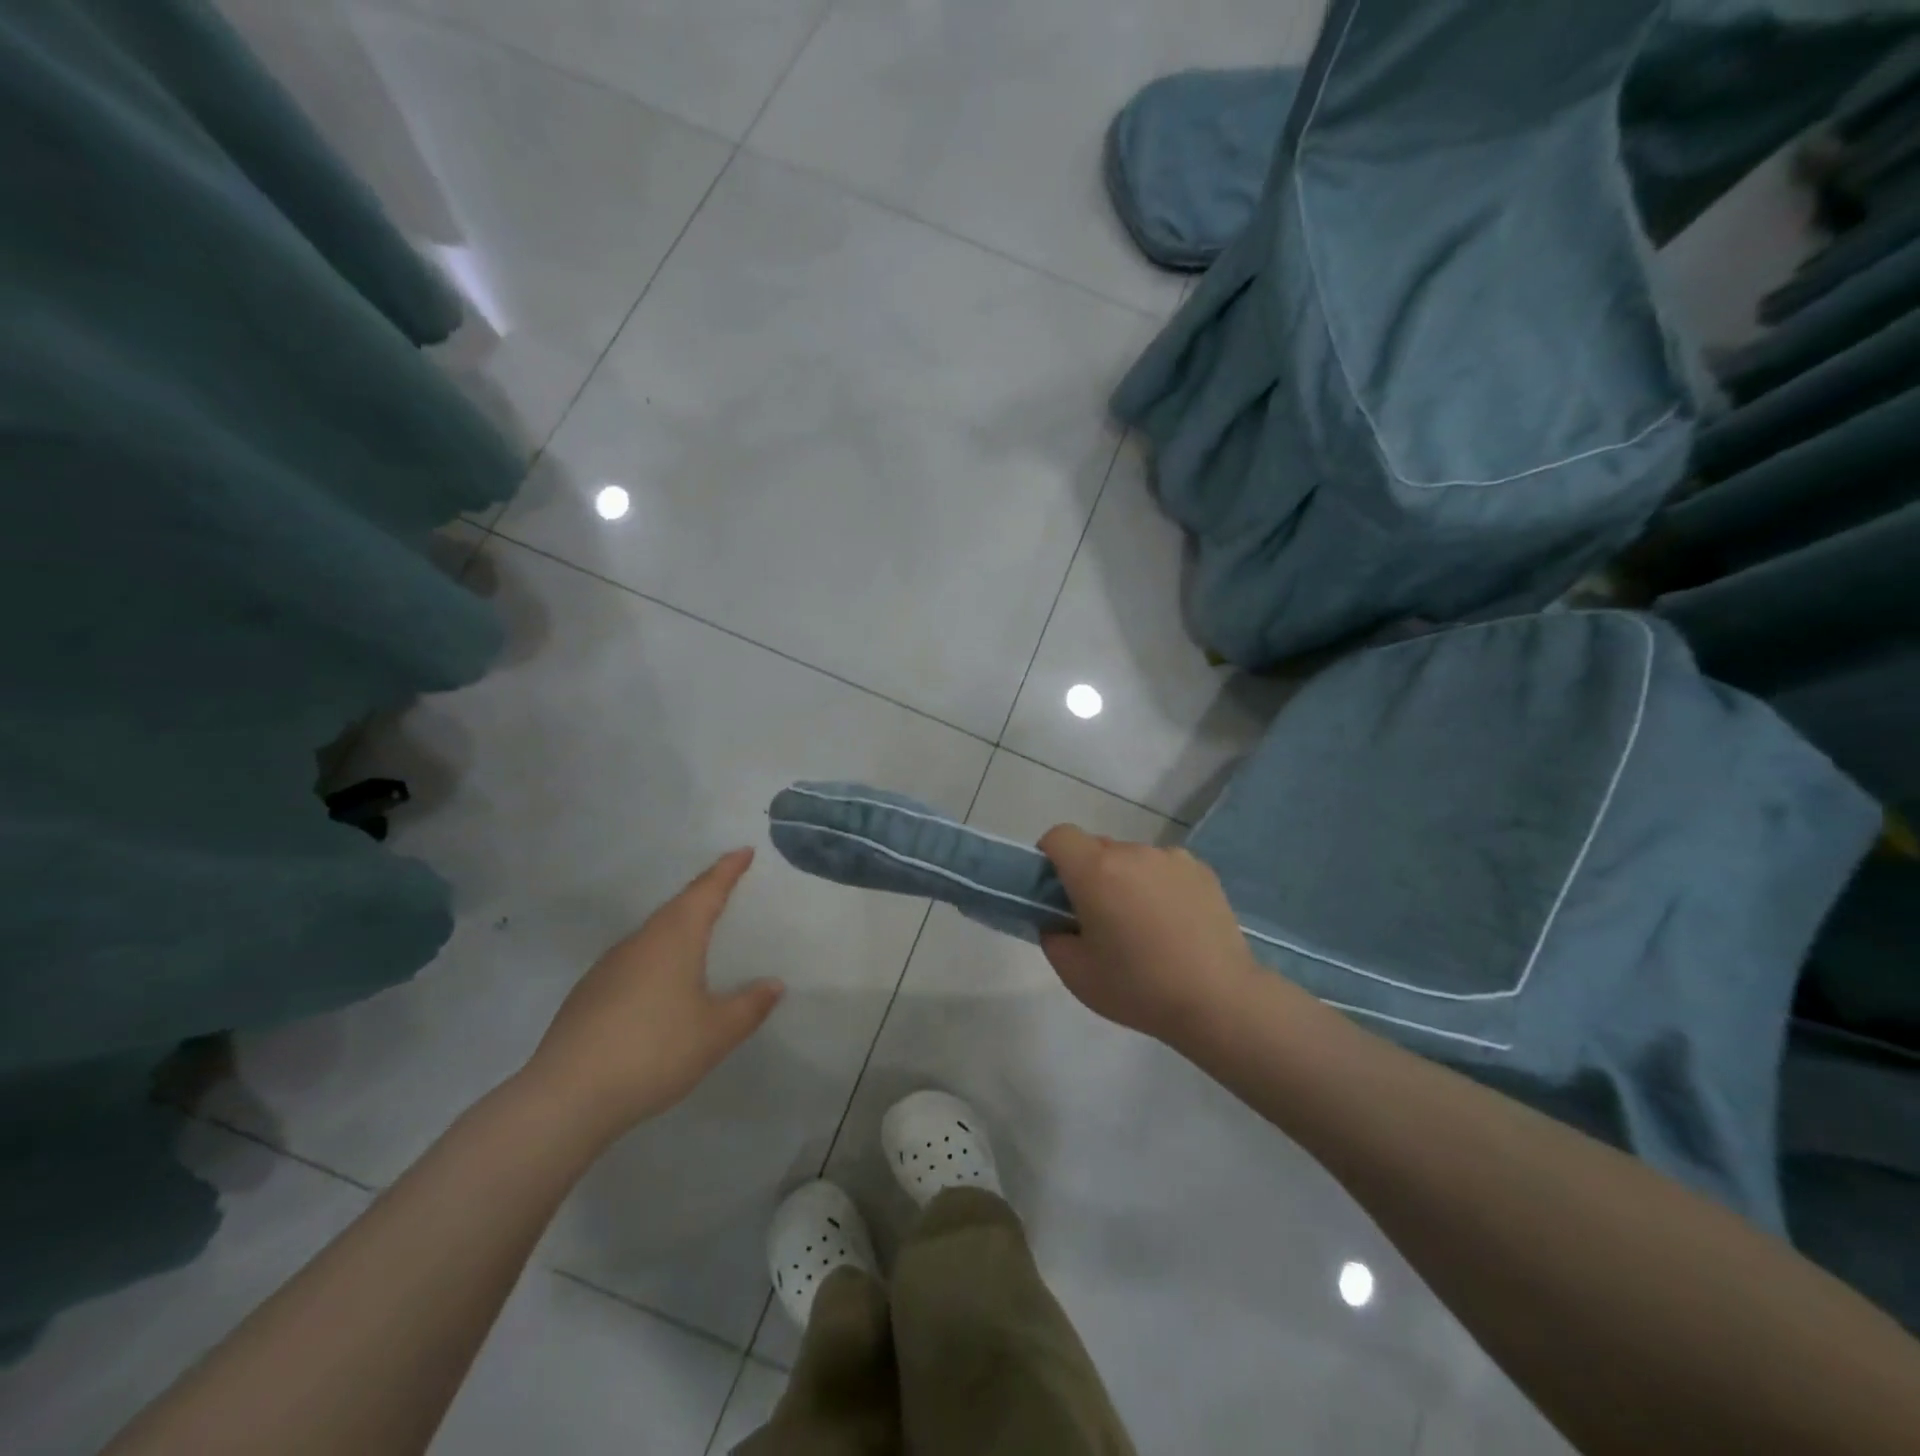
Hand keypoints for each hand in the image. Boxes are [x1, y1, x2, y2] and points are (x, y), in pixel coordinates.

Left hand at [520, 849, 781, 1140]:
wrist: (566, 1096)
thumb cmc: (654, 1051)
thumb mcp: (716, 1032)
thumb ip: (749, 1006)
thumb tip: (774, 984)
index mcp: (674, 938)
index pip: (706, 891)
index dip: (727, 870)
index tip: (743, 850)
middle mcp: (640, 941)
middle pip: (676, 908)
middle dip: (703, 895)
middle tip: (726, 888)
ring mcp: (608, 966)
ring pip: (652, 935)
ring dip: (677, 928)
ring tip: (698, 938)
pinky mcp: (588, 994)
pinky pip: (633, 962)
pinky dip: (655, 959)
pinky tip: (660, 988)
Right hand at [1038, 825, 1261, 1047]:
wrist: (1219, 1001)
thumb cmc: (1138, 988)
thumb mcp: (1075, 973)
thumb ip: (1053, 936)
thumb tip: (1059, 920)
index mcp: (1096, 870)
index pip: (1059, 837)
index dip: (1051, 858)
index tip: (1057, 892)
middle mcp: (1133, 852)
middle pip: (1096, 848)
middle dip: (1089, 874)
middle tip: (1100, 919)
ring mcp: (1171, 858)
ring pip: (1132, 859)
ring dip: (1126, 880)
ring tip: (1144, 926)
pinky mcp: (1202, 870)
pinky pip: (1164, 869)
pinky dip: (1159, 887)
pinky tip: (1174, 925)